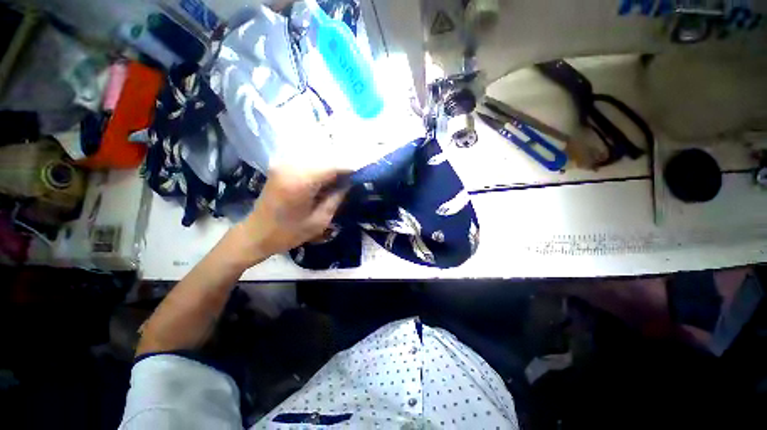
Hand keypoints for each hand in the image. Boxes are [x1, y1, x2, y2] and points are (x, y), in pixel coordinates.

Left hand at [231, 165, 349, 266]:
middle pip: (327, 160)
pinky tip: (327, 181)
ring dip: (332, 169)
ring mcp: (284, 164)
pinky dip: (321, 171)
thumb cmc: (288, 233)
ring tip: (343, 181)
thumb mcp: (320, 220)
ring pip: (318, 160)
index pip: (334, 166)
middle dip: (343, 169)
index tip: (364, 174)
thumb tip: (350, 182)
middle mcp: (292, 166)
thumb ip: (337, 197)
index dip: (351, 169)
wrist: (255, 235)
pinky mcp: (282, 167)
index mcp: (301, 180)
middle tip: (355, 180)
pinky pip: (308, 164)